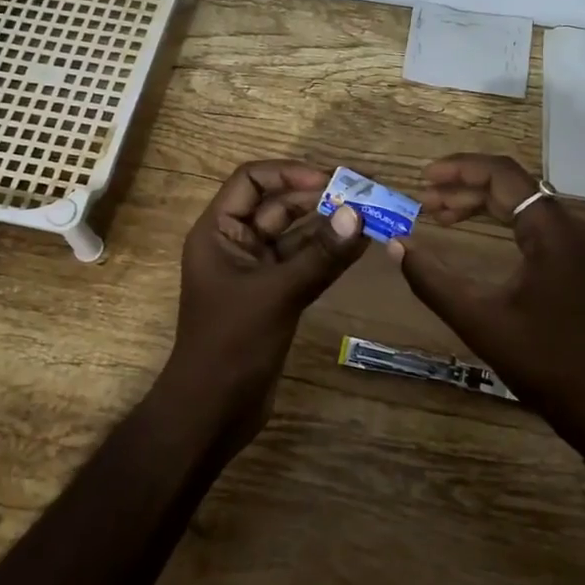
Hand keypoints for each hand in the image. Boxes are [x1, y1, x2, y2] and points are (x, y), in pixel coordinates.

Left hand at [159, 160, 367, 454]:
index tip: (330, 179)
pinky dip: (328, 254)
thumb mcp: (277, 294)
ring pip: (295, 235)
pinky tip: (360, 245)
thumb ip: (320, 255)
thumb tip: (358, 214)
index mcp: (218, 232)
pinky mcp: (274, 295)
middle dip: (318, 197)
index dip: (288, 173)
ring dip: (328, 225)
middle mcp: (235, 243)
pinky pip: (303, 262)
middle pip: (277, 205)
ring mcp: (256, 270)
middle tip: (364, 192)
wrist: (213, 411)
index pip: (250, 181)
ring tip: (371, 214)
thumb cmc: (232, 344)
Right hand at [389, 154, 584, 457]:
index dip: (459, 169)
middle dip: (465, 189)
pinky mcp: (584, 261)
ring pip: (526, 205)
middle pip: (513, 187)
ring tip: (441, 216)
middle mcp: (573, 226)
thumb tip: (395, 245)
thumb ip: (431, 279)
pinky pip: (539, 225)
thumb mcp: (477, 320)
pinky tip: (478, 235)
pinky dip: (504, 223)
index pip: (503, 174)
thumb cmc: (543, 361)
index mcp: (552, 231)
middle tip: (424, 202)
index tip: (424, 178)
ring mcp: (583, 243)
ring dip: (483, 205)